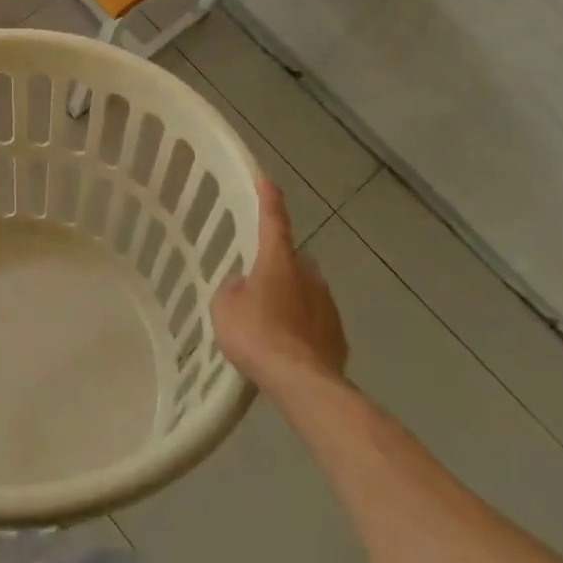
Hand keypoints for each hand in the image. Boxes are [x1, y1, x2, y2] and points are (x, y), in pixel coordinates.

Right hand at [211, 180, 348, 391]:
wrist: (301, 382)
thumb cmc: (257, 334)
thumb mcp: (224, 306)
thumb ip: (233, 288)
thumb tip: (243, 285)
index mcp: (278, 261)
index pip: (273, 221)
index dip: (269, 200)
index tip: (267, 181)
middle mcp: (309, 275)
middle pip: (292, 259)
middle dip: (278, 265)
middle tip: (257, 282)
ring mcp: (328, 305)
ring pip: (306, 290)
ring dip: (291, 297)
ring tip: (270, 321)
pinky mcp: (338, 335)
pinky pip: (315, 321)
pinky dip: (302, 326)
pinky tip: (287, 346)